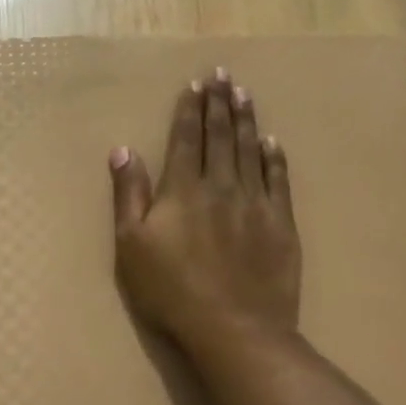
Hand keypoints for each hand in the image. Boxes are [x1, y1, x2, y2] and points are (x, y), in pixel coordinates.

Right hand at [109, 69, 300, 357]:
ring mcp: (255, 203)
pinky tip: (272, 142)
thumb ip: (129, 195)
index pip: (187, 139)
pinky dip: (274, 157)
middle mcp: (221, 186)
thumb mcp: (131, 246)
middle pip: (221, 136)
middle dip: (220, 103)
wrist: (234, 329)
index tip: (195, 85)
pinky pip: (279, 180)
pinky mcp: (281, 223)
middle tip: (223, 75)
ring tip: (244, 93)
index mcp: (183, 189)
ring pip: (250, 150)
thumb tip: (123, 150)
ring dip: (246, 119)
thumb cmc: (171, 290)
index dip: (190, 110)